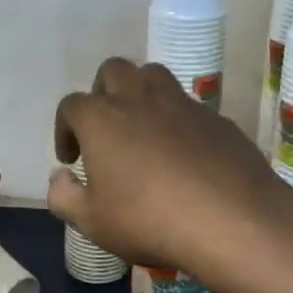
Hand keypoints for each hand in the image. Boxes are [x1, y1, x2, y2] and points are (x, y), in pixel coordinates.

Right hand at [48, 59, 292, 278]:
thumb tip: (60, 176)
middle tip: (105, 130)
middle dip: (102, 94)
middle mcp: (140, 98)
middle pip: (113, 71)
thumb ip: (63, 196)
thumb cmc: (149, 220)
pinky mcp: (217, 118)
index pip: (71, 105)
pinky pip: (189, 106)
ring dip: (140, 93)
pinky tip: (183, 155)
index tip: (72, 158)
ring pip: (154, 75)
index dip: (65, 128)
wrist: (232, 221)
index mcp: (102, 118)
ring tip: (142, 130)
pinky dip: (177, 120)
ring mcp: (183, 104)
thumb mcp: (91, 222)